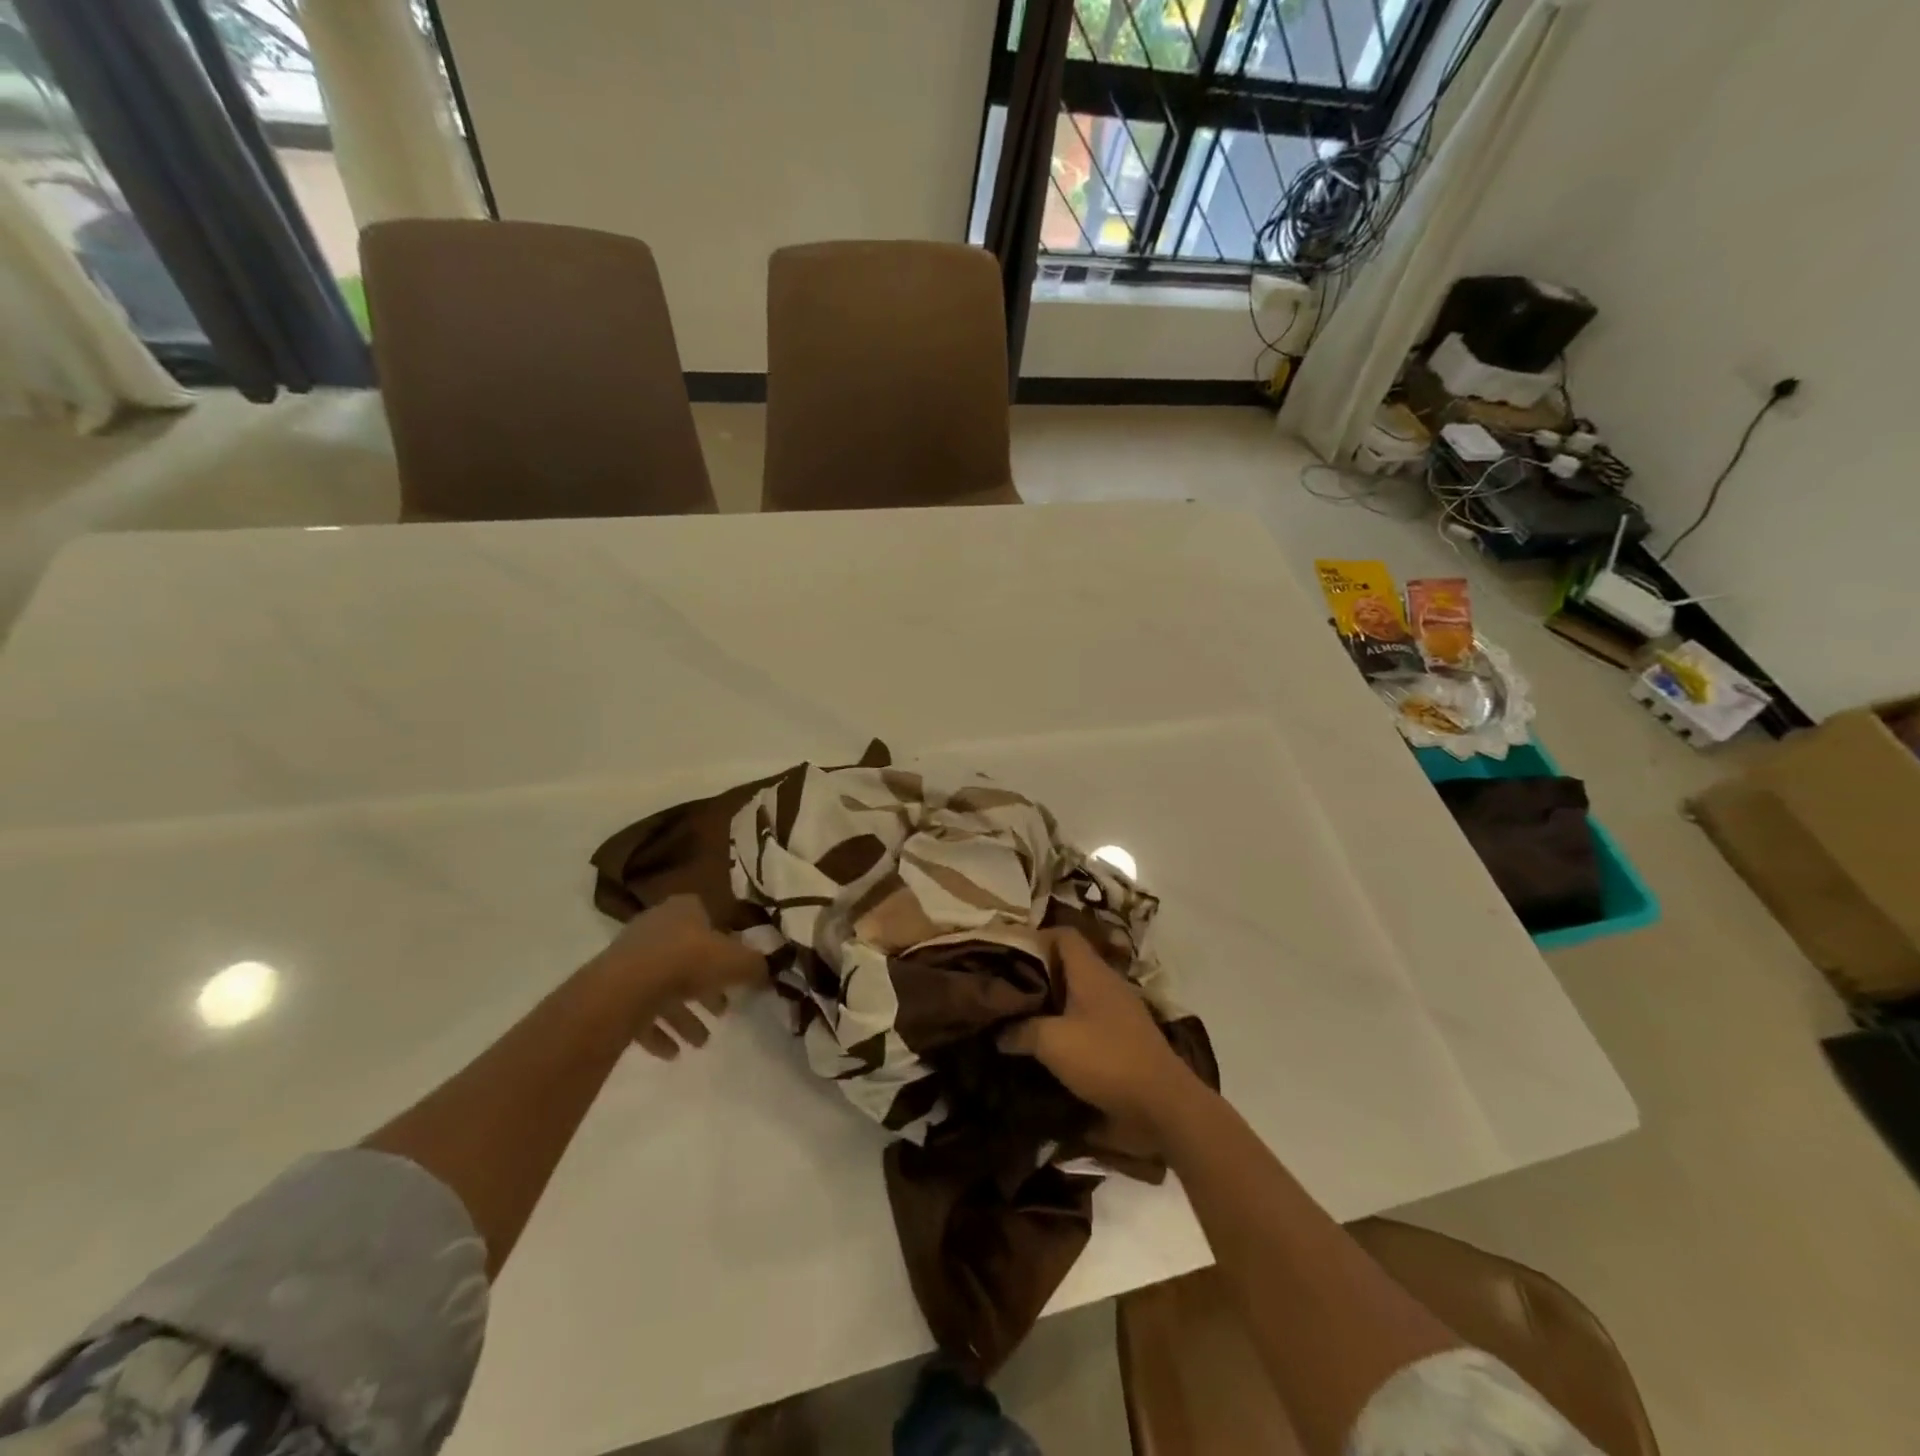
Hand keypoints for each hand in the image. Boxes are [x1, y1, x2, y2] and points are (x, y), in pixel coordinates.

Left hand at [590, 894, 765, 1059]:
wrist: (625, 989)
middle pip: (688, 957)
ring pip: (665, 987)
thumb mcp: (737, 961)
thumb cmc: (688, 962)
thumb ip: (755, 966)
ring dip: (684, 1015)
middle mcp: (656, 927)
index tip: (736, 969)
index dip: (726, 944)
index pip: (710, 919)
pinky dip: (658, 1031)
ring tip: (701, 1041)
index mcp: (685, 909)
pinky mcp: (613, 989)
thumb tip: (768, 971)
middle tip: (723, 1010)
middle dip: (707, 987)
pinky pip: (641, 1010)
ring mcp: (631, 958)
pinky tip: (672, 1052)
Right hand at [998, 929, 1194, 1125]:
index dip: (1034, 938)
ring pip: (1077, 994)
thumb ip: (1021, 1031)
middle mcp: (1106, 983)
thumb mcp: (1053, 1043)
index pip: (1062, 935)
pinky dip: (1066, 1026)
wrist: (1163, 1105)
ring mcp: (1118, 1011)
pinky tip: (1046, 1047)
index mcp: (1091, 971)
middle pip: (1067, 964)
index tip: (1006, 955)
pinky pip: (1087, 1020)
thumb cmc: (1106, 1060)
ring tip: (1019, 1017)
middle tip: (1005, 989)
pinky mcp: (1123, 1038)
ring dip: (1050, 1004)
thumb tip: (998, 1031)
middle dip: (1037, 974)